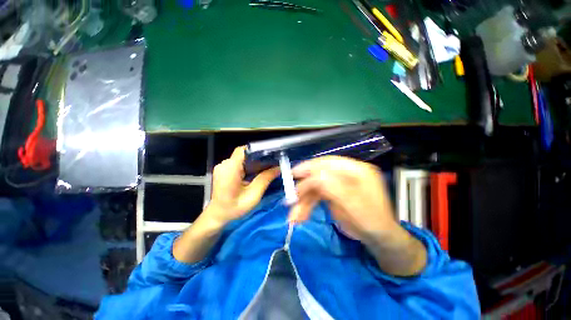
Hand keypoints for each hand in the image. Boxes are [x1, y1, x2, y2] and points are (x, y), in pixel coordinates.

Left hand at [204, 146, 278, 225]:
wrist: (217, 216)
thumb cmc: (234, 208)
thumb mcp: (253, 195)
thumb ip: (265, 179)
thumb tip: (278, 168)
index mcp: (230, 169)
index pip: (243, 151)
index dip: (257, 150)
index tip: (270, 154)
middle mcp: (225, 165)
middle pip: (244, 154)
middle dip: (259, 157)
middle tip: (273, 162)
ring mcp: (223, 167)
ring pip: (242, 158)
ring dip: (255, 162)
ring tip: (267, 167)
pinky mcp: (225, 170)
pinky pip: (239, 163)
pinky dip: (249, 166)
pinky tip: (257, 172)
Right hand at [290, 156, 426, 275]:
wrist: (378, 239)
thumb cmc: (372, 221)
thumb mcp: (355, 205)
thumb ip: (334, 187)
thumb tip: (312, 177)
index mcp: (356, 170)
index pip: (328, 163)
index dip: (310, 166)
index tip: (293, 174)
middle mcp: (345, 174)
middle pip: (318, 176)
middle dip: (304, 189)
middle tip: (290, 200)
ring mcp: (338, 185)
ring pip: (315, 188)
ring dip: (303, 201)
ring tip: (294, 217)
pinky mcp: (333, 194)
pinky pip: (316, 197)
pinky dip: (306, 206)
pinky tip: (300, 216)